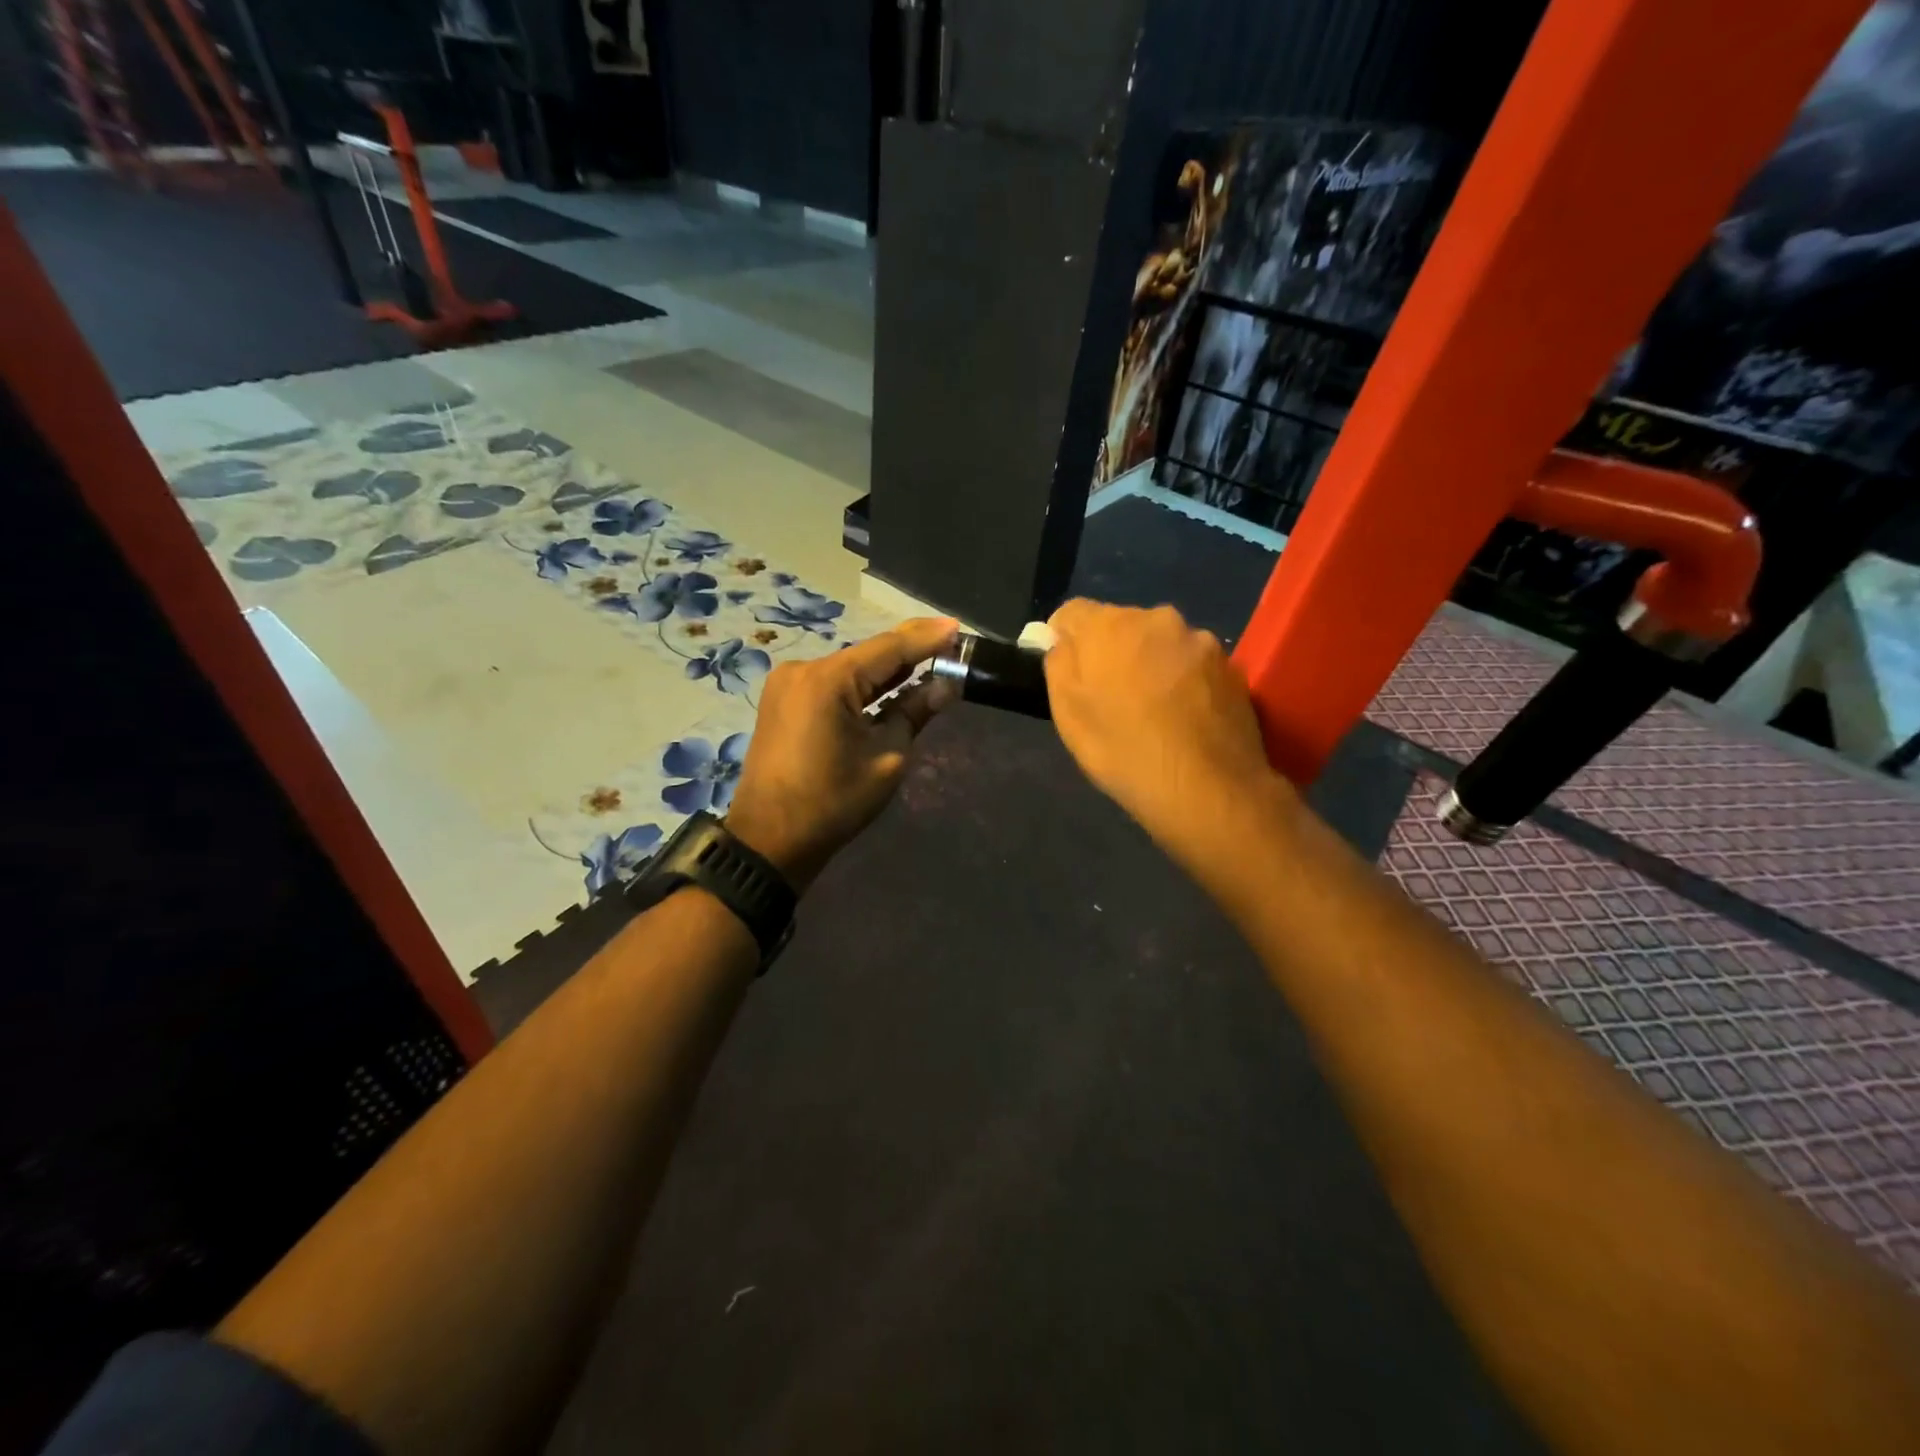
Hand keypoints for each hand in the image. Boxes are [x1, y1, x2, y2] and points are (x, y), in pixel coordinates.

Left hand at [725, 618, 959, 890]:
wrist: (769, 839)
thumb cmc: (832, 803)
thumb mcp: (886, 759)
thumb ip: (914, 714)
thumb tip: (945, 686)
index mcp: (828, 680)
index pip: (889, 649)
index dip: (927, 638)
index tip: (958, 627)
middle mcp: (804, 670)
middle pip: (868, 654)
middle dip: (909, 651)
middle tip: (950, 643)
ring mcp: (788, 684)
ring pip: (850, 669)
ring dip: (886, 670)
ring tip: (929, 661)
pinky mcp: (783, 701)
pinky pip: (832, 684)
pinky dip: (861, 686)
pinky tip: (890, 684)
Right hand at [1044, 600, 1282, 843]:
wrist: (1207, 788)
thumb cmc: (1124, 752)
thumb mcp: (1068, 715)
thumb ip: (1059, 664)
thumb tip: (1063, 641)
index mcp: (1109, 625)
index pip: (1072, 612)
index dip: (1063, 638)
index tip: (1068, 671)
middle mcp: (1157, 618)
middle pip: (1121, 625)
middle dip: (1112, 651)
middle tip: (1111, 696)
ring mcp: (1199, 640)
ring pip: (1160, 643)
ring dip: (1151, 663)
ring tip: (1154, 710)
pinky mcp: (1231, 665)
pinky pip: (1192, 663)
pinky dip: (1184, 680)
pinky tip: (1185, 717)